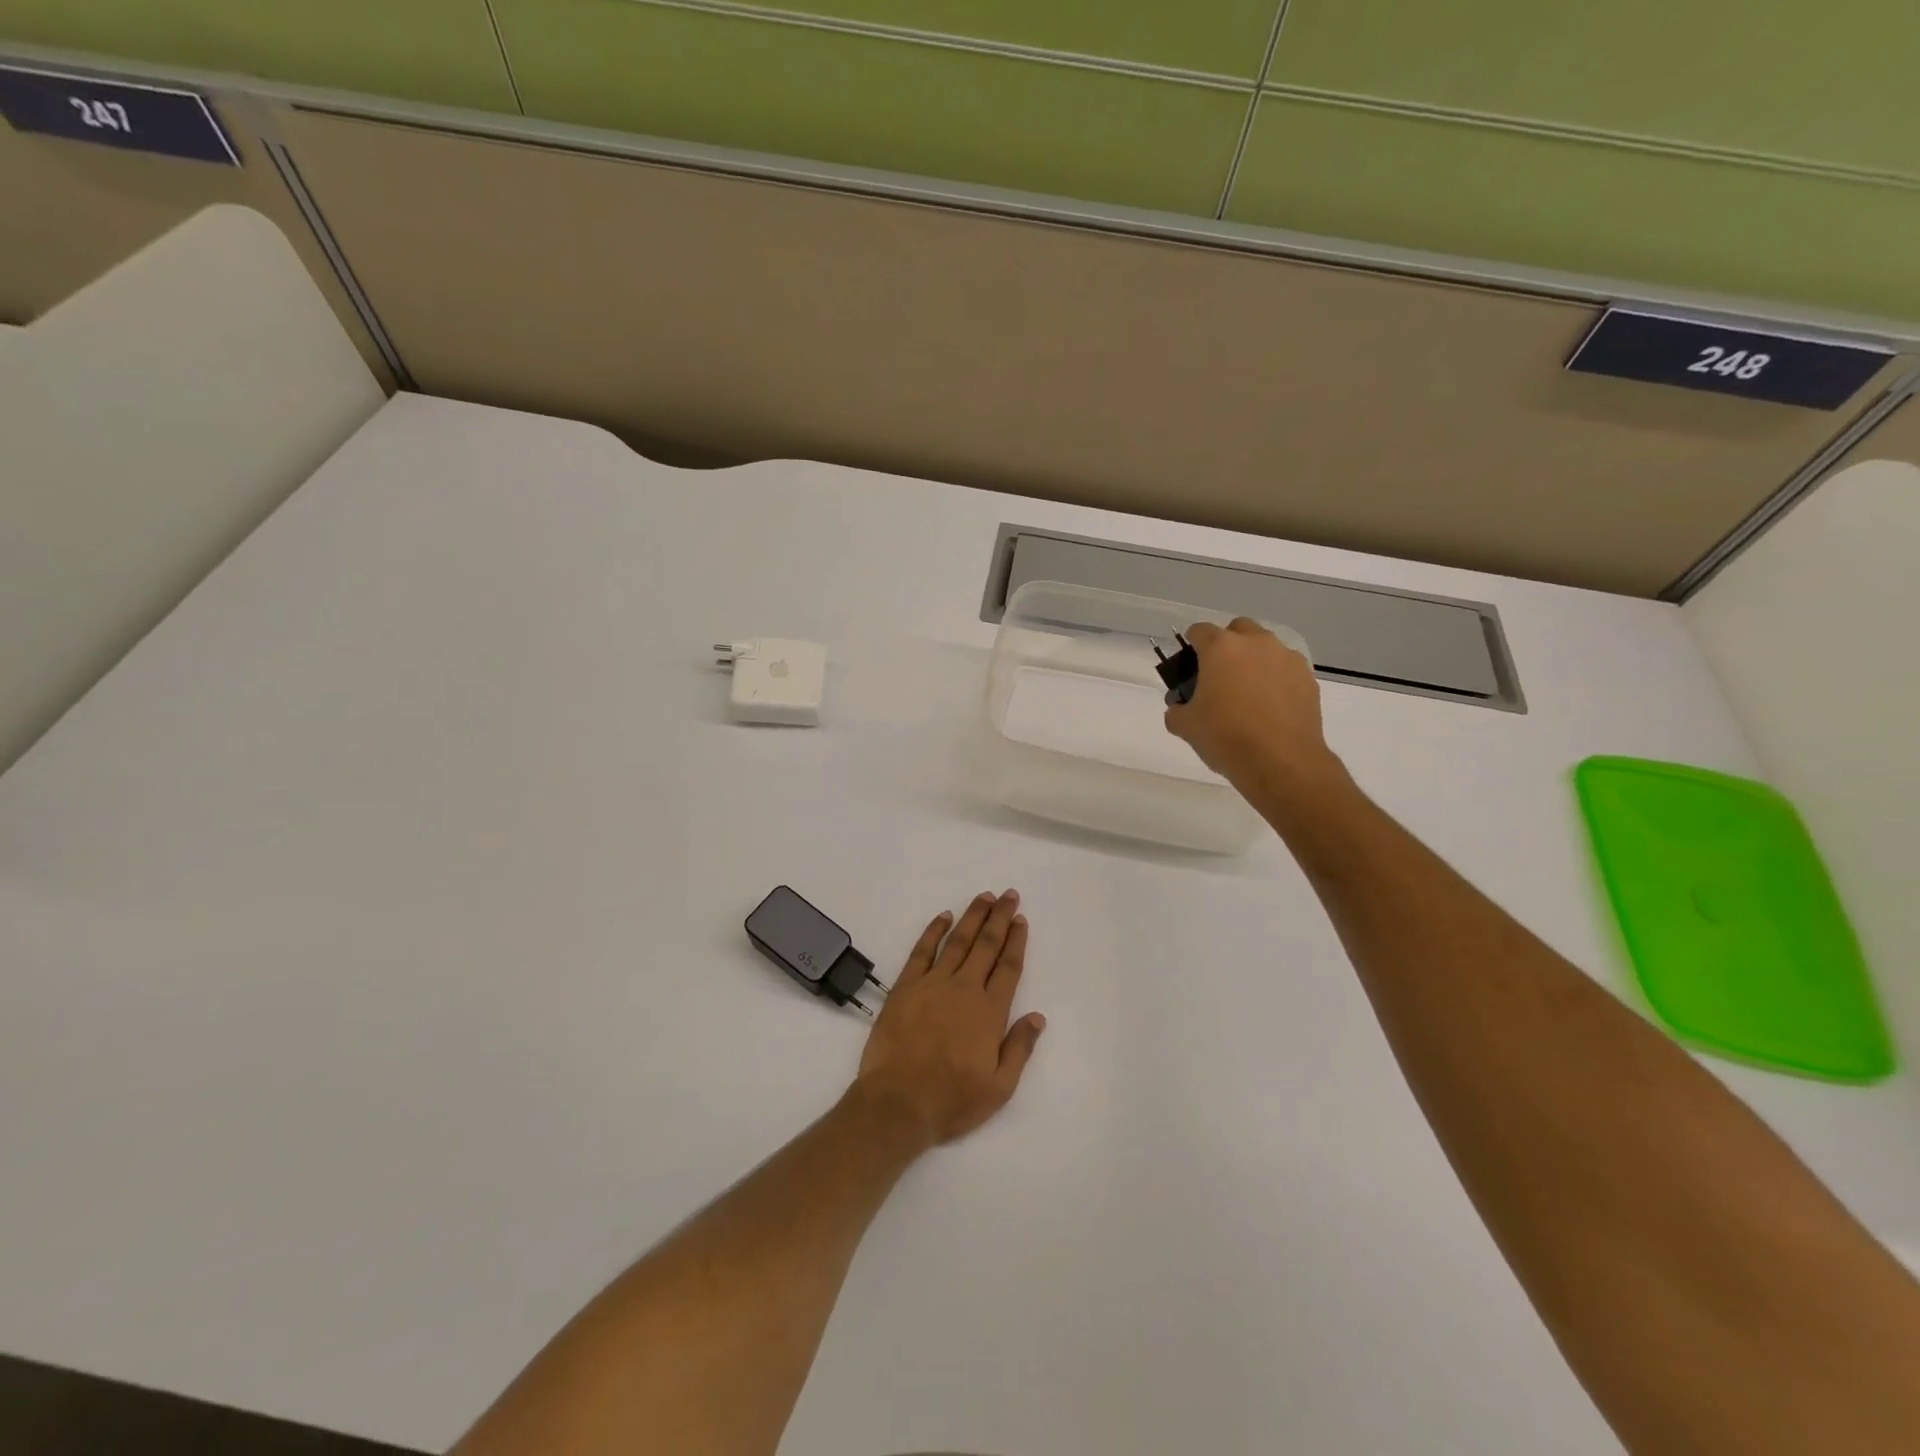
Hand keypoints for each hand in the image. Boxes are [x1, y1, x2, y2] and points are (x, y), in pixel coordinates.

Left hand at [853, 890, 1045, 1147]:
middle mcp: (964, 989)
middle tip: (1008, 895)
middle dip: (999, 918)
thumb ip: (1019, 1048)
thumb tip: (1037, 1016)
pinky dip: (933, 931)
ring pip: (957, 941)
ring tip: (984, 897)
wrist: (898, 1103)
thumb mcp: (999, 1087)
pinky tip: (944, 916)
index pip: (1008, 967)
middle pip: (986, 945)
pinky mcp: (905, 987)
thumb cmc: (952, 1100)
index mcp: (989, 1012)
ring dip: (972, 917)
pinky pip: (922, 951)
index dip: (1016, 941)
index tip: (1021, 919)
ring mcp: (932, 984)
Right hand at [1163, 618, 1339, 794]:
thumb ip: (1177, 710)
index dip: (1191, 645)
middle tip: (1219, 676)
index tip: (1189, 666)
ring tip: (1248, 694)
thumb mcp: (1185, 726)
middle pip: (1237, 629)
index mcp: (1221, 648)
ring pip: (1265, 648)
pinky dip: (1276, 680)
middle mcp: (1256, 643)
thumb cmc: (1226, 737)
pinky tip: (1270, 708)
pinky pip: (1285, 669)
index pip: (1199, 631)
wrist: (1281, 762)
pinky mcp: (1308, 679)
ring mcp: (1286, 658)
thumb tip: (1180, 708)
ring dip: (1254, 661)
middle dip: (1227, 645)